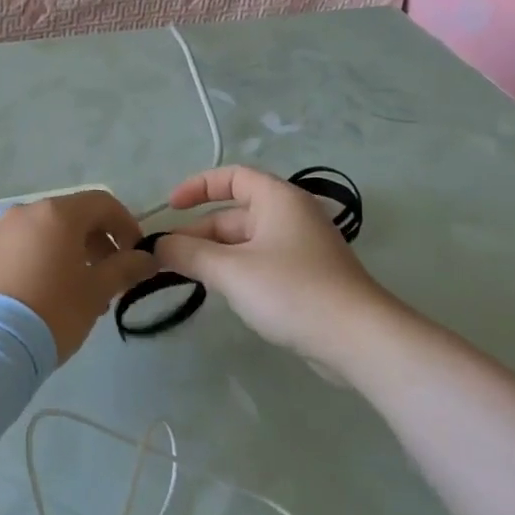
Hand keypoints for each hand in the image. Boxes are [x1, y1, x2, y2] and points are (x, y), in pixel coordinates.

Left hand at [0, 189, 157, 360]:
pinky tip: (45, 299)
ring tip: (79, 295)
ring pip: (45, 236)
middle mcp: (25, 214)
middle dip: (97, 244)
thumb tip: (147, 258)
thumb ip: (125, 269)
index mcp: (57, 214)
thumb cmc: (53, 310)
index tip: (136, 255)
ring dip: (69, 256)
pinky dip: (41, 264)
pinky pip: (20, 252)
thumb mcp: (97, 291)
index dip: (126, 224)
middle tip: (109, 280)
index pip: (102, 203)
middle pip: (72, 218)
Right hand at [155, 166, 401, 366]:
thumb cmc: (292, 291)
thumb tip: (158, 246)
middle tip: (166, 258)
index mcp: (278, 199)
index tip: (170, 207)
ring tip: (184, 276)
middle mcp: (291, 216)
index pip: (232, 177)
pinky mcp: (306, 277)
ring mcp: (300, 248)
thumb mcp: (231, 271)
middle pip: (234, 214)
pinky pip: (260, 263)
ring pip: (245, 242)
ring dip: (214, 255)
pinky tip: (220, 292)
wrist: (357, 338)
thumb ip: (189, 254)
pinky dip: (235, 271)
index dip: (197, 186)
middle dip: (198, 233)